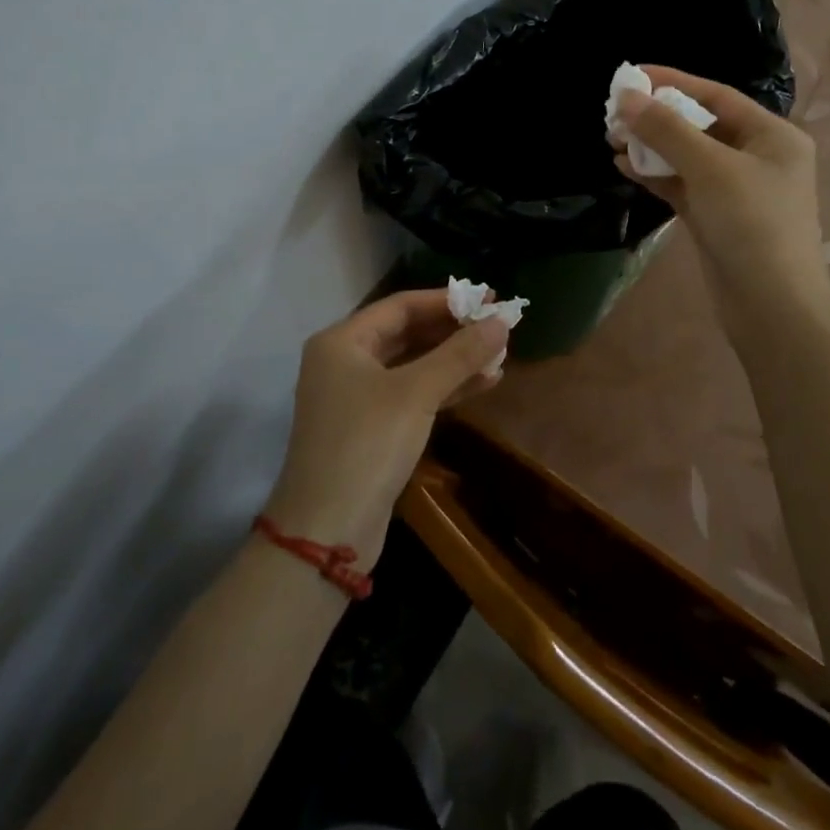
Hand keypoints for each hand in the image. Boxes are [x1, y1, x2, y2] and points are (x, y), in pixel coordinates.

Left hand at [262, 290, 508, 571]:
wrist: (327, 531)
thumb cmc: (367, 445)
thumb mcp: (417, 393)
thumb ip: (460, 354)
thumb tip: (502, 321)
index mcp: (342, 341)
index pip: (401, 305)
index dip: (447, 300)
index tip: (490, 298)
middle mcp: (344, 362)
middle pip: (407, 333)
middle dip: (454, 331)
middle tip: (498, 326)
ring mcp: (355, 397)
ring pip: (413, 365)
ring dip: (455, 360)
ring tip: (499, 355)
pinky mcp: (370, 428)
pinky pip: (412, 394)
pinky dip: (445, 388)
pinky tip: (483, 383)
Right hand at [614, 65, 829, 332]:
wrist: (771, 306)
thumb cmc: (751, 224)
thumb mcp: (709, 168)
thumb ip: (666, 130)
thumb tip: (627, 96)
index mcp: (772, 135)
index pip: (716, 95)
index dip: (673, 82)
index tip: (632, 76)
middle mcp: (758, 156)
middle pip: (700, 124)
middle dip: (657, 118)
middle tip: (615, 114)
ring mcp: (737, 189)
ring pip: (688, 156)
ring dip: (651, 147)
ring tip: (612, 139)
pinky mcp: (717, 217)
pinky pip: (683, 184)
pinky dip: (656, 175)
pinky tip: (624, 167)